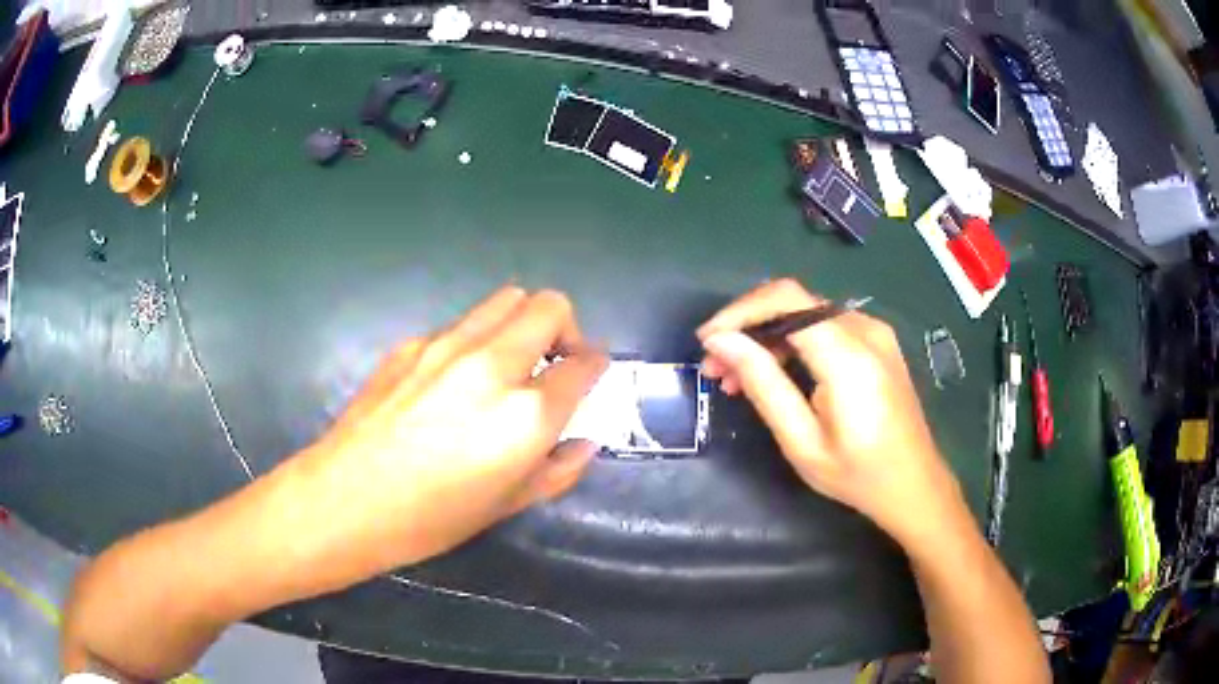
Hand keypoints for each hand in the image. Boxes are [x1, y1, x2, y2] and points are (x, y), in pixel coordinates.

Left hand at [304, 286, 607, 569]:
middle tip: (554, 365)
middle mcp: (492, 365)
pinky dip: (477, 341)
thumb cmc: (430, 518)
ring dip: (523, 324)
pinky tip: (454, 383)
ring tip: (509, 365)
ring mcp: (447, 345)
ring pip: (506, 300)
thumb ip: (557, 469)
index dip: (595, 367)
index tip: (590, 377)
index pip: (583, 364)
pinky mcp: (412, 342)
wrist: (344, 500)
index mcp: (524, 414)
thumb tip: (583, 443)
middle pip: (550, 306)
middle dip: (566, 329)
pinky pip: (462, 325)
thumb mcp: (506, 505)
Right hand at [697, 279, 965, 548]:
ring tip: (735, 378)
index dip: (739, 311)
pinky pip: (824, 327)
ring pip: (805, 313)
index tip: (706, 341)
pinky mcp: (877, 342)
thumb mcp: (802, 441)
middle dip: (747, 327)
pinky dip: (792, 342)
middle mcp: (865, 330)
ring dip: (766, 336)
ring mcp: (875, 333)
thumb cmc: (858, 475)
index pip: (785, 300)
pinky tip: (775, 373)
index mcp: (848, 355)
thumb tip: (721, 341)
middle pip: (793, 301)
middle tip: (714, 368)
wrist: (915, 485)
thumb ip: (763, 384)